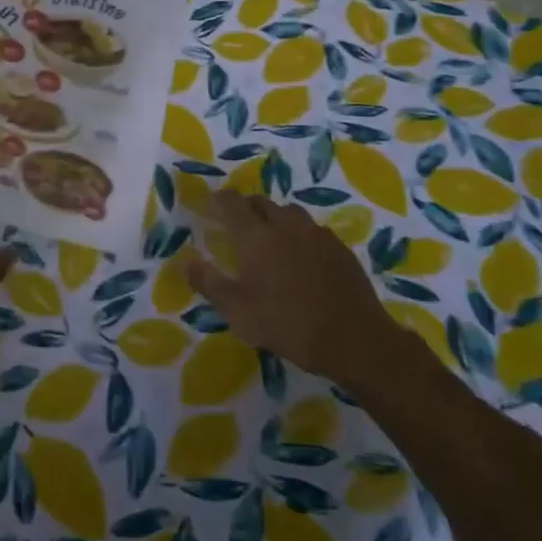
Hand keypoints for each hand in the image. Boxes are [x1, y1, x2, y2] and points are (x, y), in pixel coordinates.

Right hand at [188, 190, 412, 394]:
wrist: (355, 340)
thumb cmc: (288, 324)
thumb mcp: (238, 312)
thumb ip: (209, 283)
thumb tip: (186, 262)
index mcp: (255, 236)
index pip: (231, 202)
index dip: (219, 200)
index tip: (211, 207)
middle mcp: (284, 225)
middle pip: (260, 202)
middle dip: (246, 208)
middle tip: (238, 227)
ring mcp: (316, 233)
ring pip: (289, 213)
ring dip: (275, 218)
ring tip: (271, 240)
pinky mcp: (339, 247)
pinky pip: (312, 229)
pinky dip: (299, 235)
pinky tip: (301, 258)